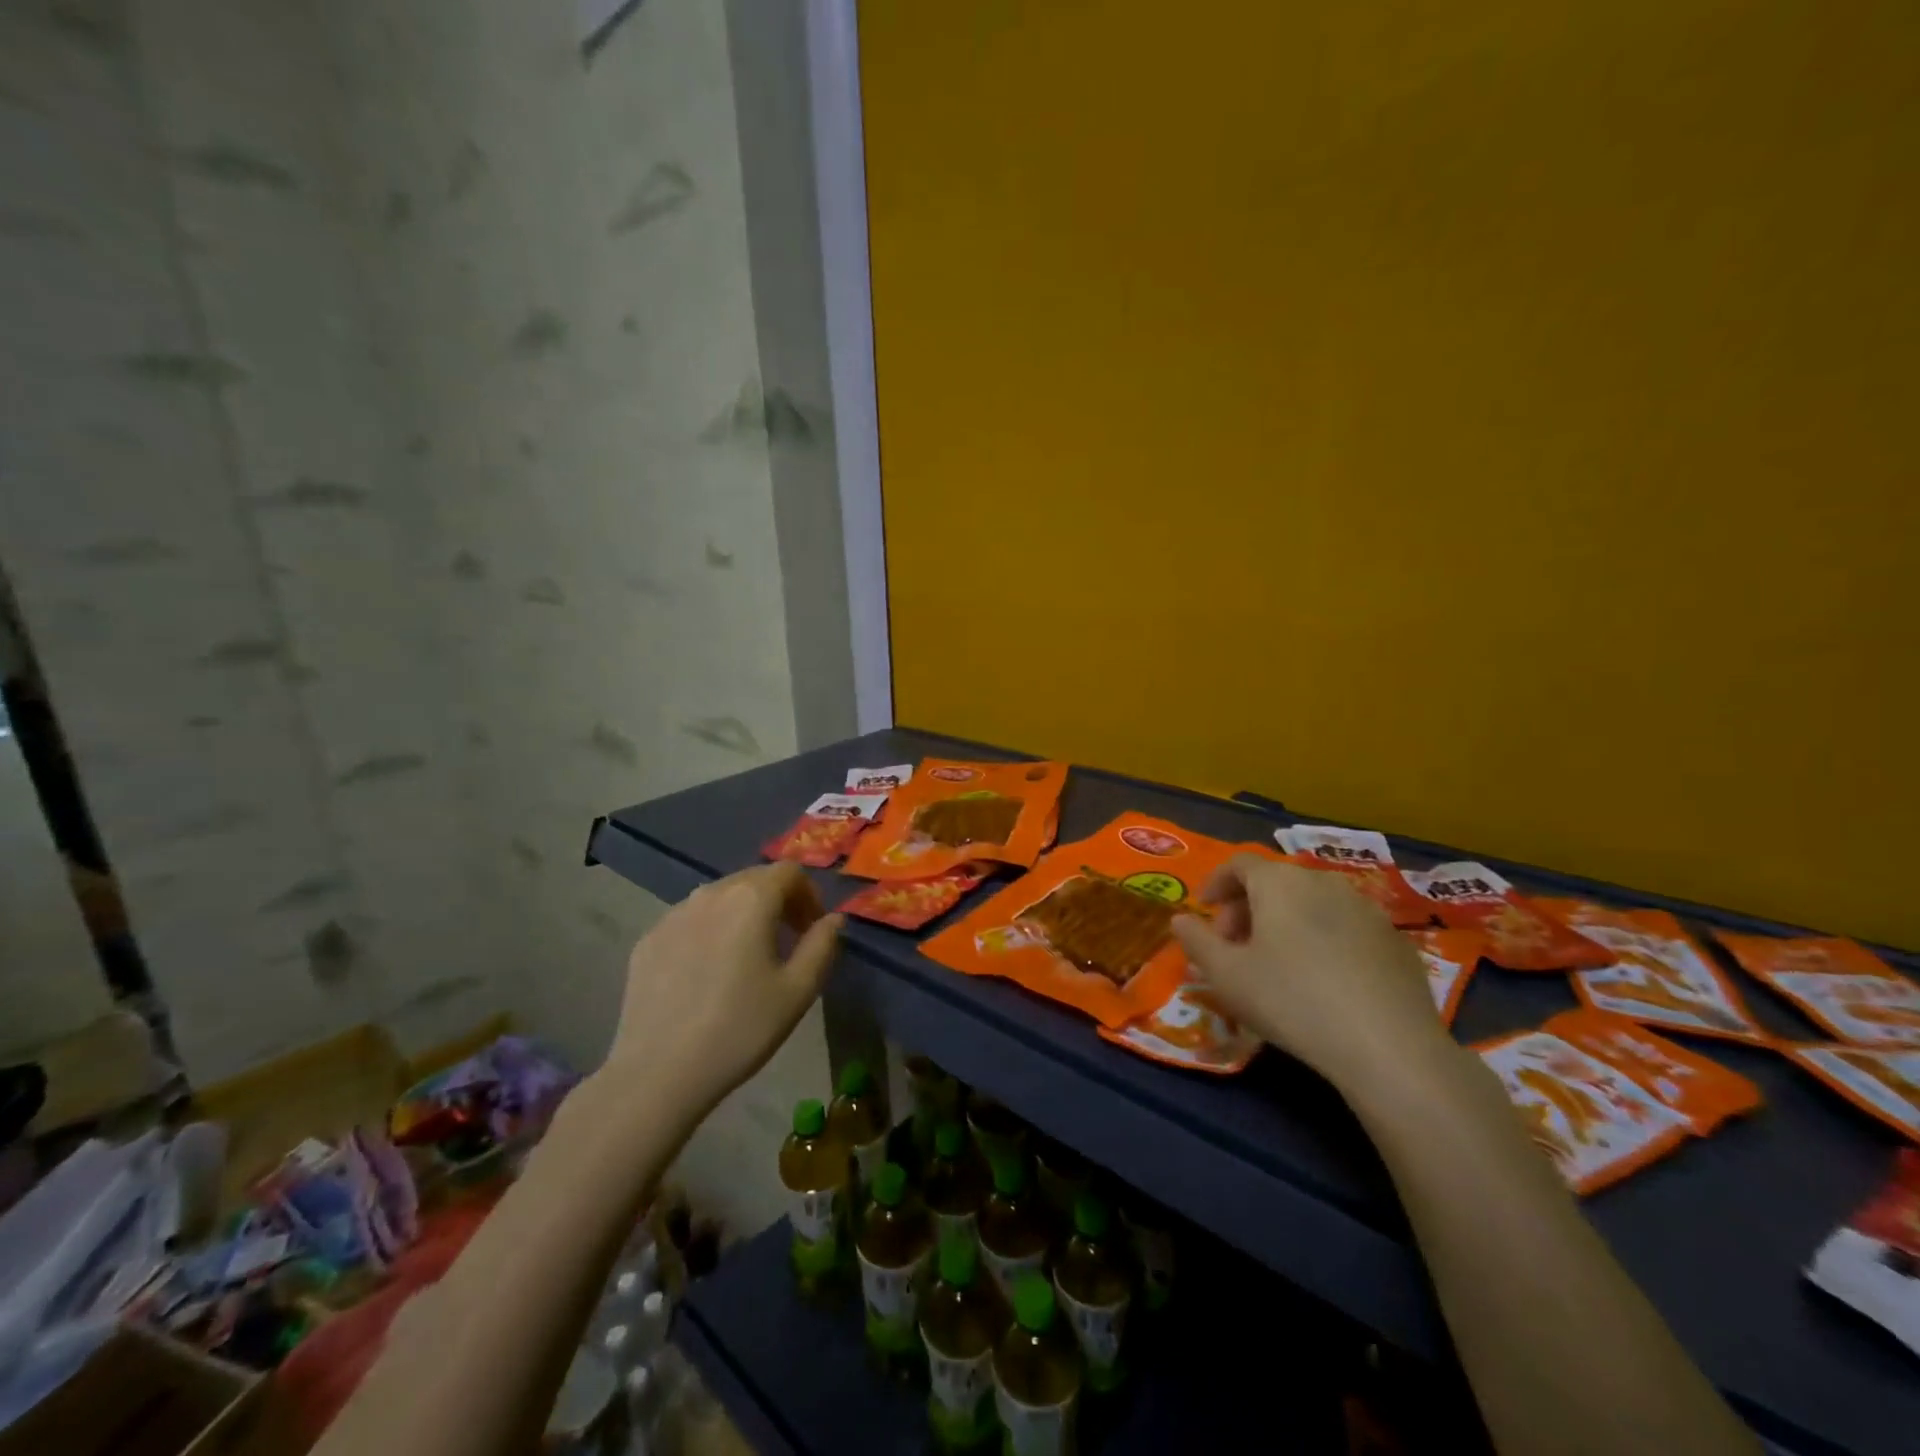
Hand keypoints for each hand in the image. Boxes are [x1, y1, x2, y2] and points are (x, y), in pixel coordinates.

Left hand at [602, 863, 842, 1122]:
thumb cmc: (740, 1029)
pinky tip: (708, 973)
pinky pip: (690, 920)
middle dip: (778, 901)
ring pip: (720, 897)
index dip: (809, 894)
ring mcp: (673, 914)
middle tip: (787, 941)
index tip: (811, 929)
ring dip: (743, 914)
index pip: (789, 872)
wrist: (658, 1073)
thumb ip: (822, 945)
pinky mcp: (648, 939)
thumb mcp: (798, 991)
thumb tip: (834, 918)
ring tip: (747, 957)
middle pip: (753, 879)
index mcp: (751, 898)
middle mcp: (710, 893)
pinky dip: (710, 931)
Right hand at [1172, 855, 1453, 1093]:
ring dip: (1286, 922)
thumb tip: (1180, 920)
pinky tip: (1323, 980)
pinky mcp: (1396, 939)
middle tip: (1234, 945)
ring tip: (1277, 962)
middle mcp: (1323, 881)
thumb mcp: (1226, 976)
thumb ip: (1197, 942)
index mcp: (1279, 882)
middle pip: (1276, 881)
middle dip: (1247, 907)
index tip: (1204, 909)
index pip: (1239, 863)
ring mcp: (1367, 908)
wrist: (1387, 1045)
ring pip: (1312, 902)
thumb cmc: (1291, 1000)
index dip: (1216, 882)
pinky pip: (1346, 926)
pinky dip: (1324, 939)